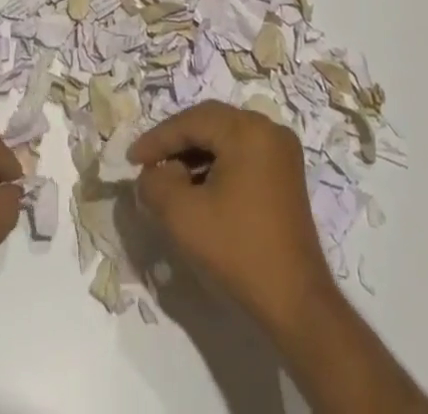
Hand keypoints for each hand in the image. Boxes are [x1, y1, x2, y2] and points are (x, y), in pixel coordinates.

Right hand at [129, 102, 336, 337]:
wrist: (296, 305)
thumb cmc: (238, 251)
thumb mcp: (182, 216)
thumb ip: (155, 185)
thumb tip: (151, 175)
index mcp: (247, 129)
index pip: (190, 121)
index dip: (157, 139)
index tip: (131, 160)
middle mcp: (268, 129)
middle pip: (209, 124)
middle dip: (175, 143)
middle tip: (148, 164)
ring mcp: (281, 152)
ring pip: (225, 139)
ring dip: (195, 155)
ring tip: (169, 180)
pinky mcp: (286, 175)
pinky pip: (241, 155)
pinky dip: (216, 166)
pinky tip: (198, 189)